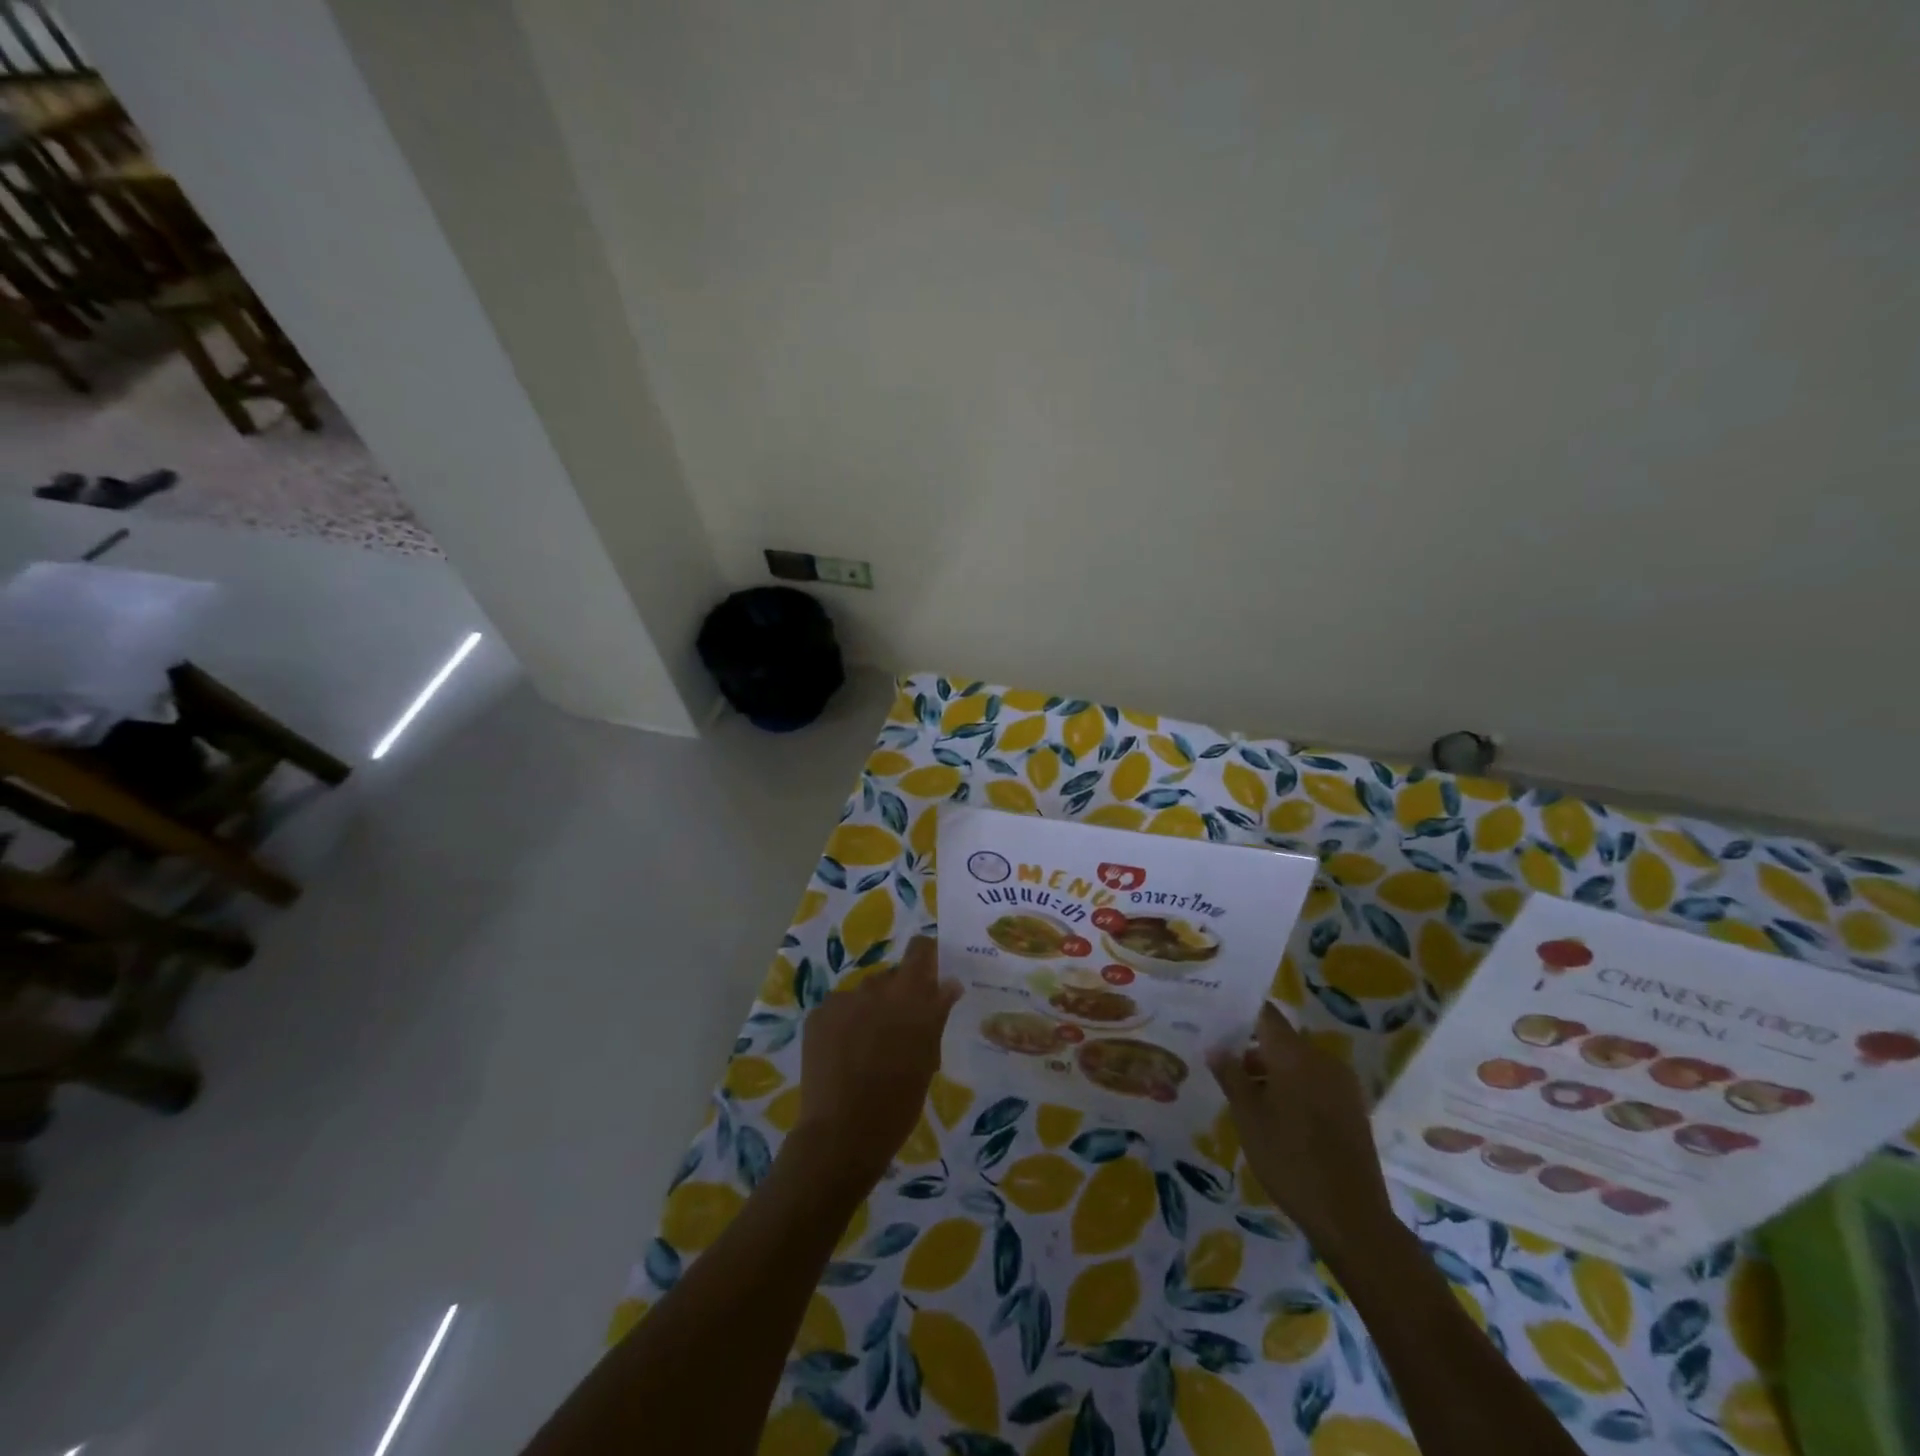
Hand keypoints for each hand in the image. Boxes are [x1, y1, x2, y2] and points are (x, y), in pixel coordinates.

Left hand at [794, 935, 960, 1188]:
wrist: (841, 1134)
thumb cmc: (898, 1103)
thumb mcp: (927, 1059)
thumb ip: (936, 1014)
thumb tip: (950, 983)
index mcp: (909, 996)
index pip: (920, 950)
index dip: (926, 957)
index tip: (929, 977)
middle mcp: (875, 988)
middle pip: (891, 977)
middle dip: (897, 996)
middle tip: (899, 1031)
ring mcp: (843, 1000)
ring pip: (863, 994)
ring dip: (870, 1010)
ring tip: (868, 1048)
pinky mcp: (818, 1015)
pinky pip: (839, 1009)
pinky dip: (845, 1024)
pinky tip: (844, 1054)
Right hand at [1209, 1002, 1394, 1255]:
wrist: (1351, 1217)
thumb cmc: (1289, 1160)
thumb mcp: (1248, 1117)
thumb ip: (1230, 1075)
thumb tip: (1215, 1046)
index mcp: (1295, 1055)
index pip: (1266, 1014)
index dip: (1240, 1013)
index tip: (1217, 1020)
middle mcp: (1322, 1060)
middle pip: (1282, 1040)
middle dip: (1252, 1049)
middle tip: (1224, 1066)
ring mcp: (1343, 1084)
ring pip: (1299, 1063)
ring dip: (1273, 1072)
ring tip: (1246, 1096)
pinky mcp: (1353, 1108)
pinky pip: (1316, 1083)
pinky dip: (1294, 1088)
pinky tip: (1277, 1115)